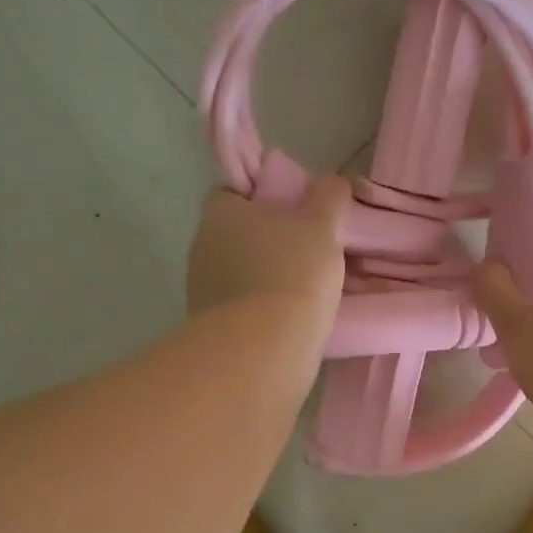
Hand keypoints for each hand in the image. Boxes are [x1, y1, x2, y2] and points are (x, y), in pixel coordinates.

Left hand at [187, 176, 350, 335]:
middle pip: (237, 234)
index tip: (294, 212)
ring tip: (305, 290)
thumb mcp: (322, 227)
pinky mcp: (209, 326)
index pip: (233, 193)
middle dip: (267, 240)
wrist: (261, 351)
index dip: (263, 198)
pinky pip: (239, 306)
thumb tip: (331, 182)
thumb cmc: (292, 274)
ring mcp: (201, 288)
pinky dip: (260, 308)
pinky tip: (289, 318)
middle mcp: (202, 245)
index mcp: (221, 213)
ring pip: (238, 271)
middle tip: (307, 250)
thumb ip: (328, 197)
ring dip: (264, 276)